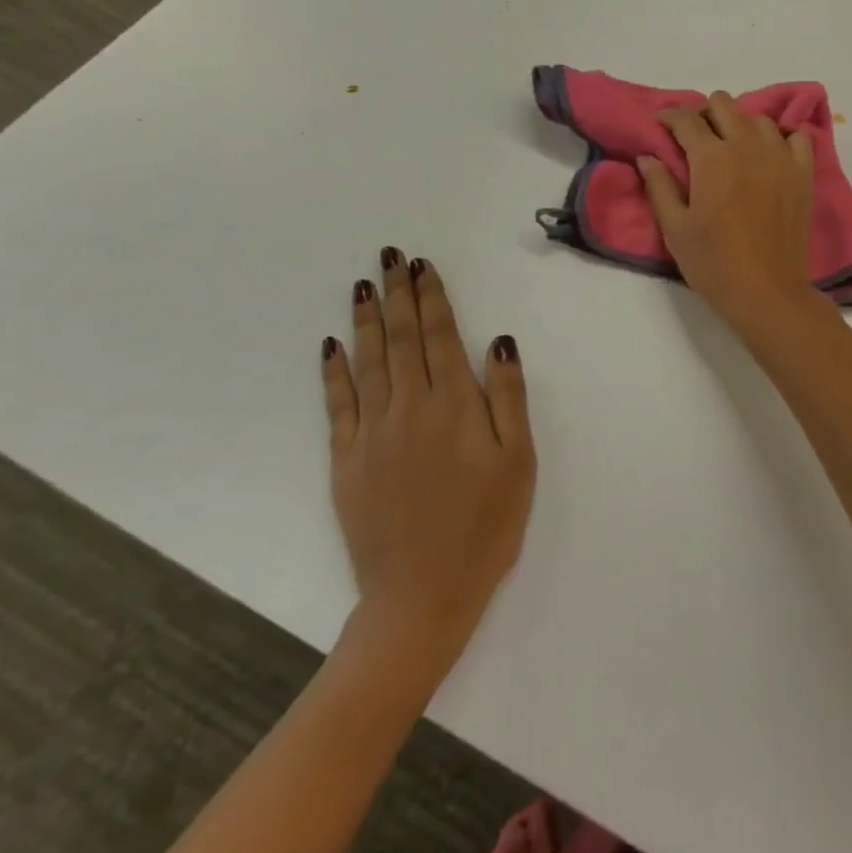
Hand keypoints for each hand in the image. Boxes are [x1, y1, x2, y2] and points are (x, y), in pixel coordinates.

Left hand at [320, 248, 535, 683]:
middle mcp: (409, 408)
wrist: (422, 596)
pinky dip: (334, 371)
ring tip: (364, 285)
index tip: (423, 265)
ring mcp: (372, 434)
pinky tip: (333, 345)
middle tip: (390, 257)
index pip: (440, 336)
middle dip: (398, 294)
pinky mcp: (346, 461)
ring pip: (368, 362)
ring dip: (367, 320)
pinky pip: (338, 404)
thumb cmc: (486, 525)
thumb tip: (498, 341)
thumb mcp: (518, 460)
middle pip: (402, 339)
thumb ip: (508, 397)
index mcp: (454, 405)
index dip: (432, 297)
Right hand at [638, 91, 817, 327]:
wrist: (767, 291)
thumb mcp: (674, 228)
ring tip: (733, 147)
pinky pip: (797, 136)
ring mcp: (780, 156)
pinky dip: (782, 138)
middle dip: (705, 113)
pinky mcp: (803, 172)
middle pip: (723, 104)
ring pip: (758, 118)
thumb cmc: (713, 263)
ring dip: (741, 124)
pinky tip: (771, 155)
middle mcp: (746, 145)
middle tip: (696, 137)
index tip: (662, 123)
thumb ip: (659, 186)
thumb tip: (647, 157)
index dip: (669, 116)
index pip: (686, 119)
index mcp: (711, 157)